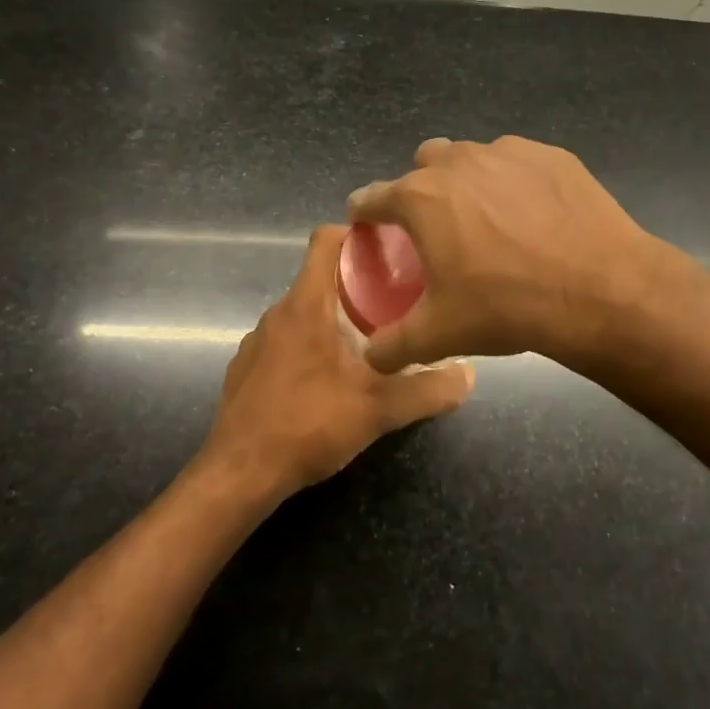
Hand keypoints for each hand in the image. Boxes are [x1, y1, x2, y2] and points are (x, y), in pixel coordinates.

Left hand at [198, 225, 474, 501]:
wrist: (239, 474)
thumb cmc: (308, 425)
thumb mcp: (378, 410)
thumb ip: (427, 390)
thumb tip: (469, 375)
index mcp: (306, 305)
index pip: (325, 240)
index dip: (357, 234)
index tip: (390, 248)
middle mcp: (277, 313)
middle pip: (320, 278)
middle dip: (358, 284)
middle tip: (398, 303)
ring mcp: (256, 340)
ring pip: (303, 312)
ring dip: (334, 318)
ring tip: (368, 342)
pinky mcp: (246, 368)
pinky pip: (285, 340)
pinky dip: (309, 345)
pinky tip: (328, 380)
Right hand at [346, 136, 664, 373]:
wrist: (599, 290)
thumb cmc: (507, 306)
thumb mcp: (440, 334)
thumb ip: (393, 345)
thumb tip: (371, 357)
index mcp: (421, 198)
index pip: (371, 196)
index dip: (364, 212)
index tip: (368, 225)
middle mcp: (458, 162)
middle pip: (423, 164)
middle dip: (421, 188)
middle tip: (438, 227)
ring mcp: (509, 152)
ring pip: (472, 158)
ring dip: (468, 182)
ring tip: (489, 221)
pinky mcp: (552, 156)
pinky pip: (518, 163)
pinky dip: (515, 182)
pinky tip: (534, 215)